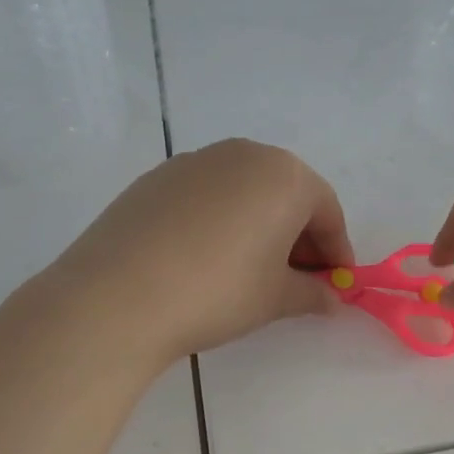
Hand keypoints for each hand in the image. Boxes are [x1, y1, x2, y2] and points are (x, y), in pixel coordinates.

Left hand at [50, 139, 352, 363]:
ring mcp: (194, 160)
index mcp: (284, 175)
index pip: (326, 211)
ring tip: (250, 271)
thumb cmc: (218, 291)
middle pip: (286, 194)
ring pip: (244, 191)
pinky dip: (220, 221)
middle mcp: (243, 154)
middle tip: (296, 280)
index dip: (336, 252)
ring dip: (259, 226)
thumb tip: (330, 300)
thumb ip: (311, 294)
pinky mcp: (156, 177)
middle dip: (298, 237)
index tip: (335, 286)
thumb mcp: (275, 298)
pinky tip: (205, 259)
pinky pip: (206, 196)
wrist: (118, 295)